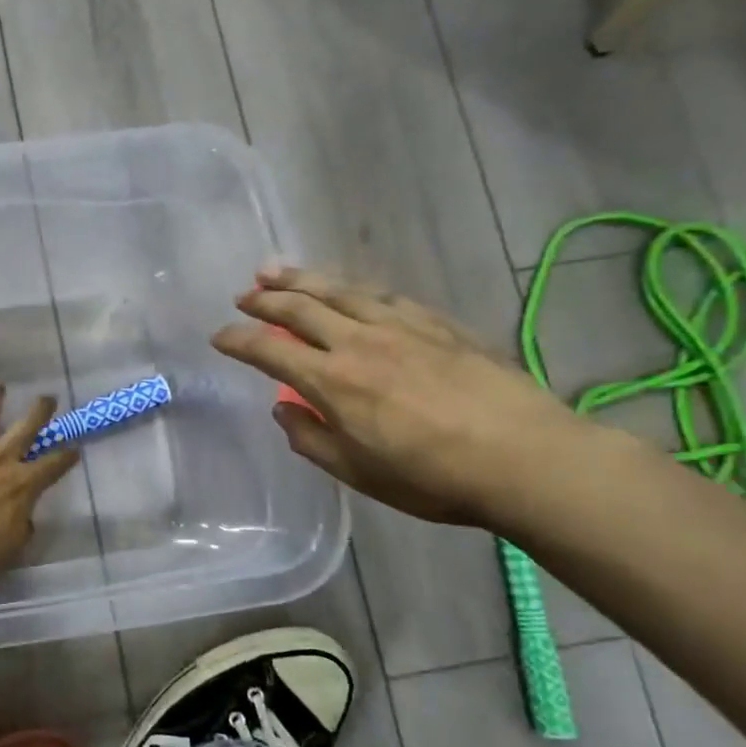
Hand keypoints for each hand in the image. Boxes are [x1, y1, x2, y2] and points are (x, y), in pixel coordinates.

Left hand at [0, 386, 81, 586]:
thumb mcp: (10, 549)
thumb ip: (21, 528)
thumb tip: (25, 518)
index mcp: (22, 485)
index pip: (53, 466)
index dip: (66, 457)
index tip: (73, 449)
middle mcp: (0, 457)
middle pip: (27, 426)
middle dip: (40, 410)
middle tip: (47, 398)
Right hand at [211, 266, 585, 525]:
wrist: (527, 458)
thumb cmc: (431, 476)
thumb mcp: (356, 471)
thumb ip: (310, 437)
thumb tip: (283, 407)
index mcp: (333, 380)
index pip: (270, 349)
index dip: (238, 340)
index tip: (218, 336)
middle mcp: (360, 342)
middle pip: (301, 306)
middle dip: (265, 297)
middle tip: (243, 294)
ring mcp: (402, 327)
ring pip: (341, 290)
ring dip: (303, 278)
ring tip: (276, 270)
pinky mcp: (438, 325)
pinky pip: (384, 296)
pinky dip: (354, 288)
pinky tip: (349, 289)